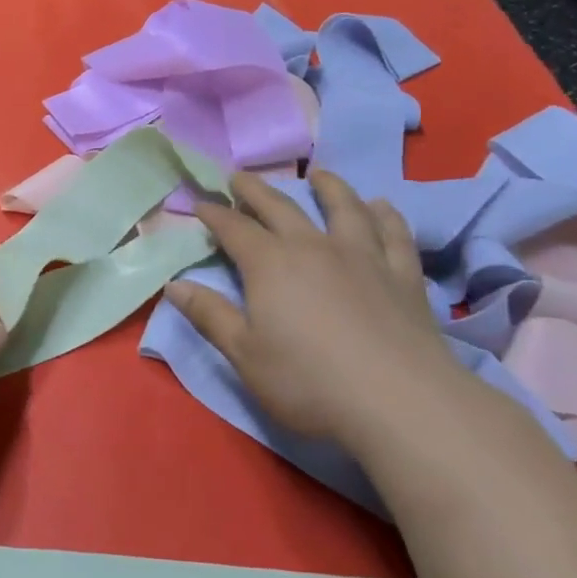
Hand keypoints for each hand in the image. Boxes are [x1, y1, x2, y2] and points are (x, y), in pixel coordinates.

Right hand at [165, 169, 472, 447]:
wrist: (401, 402)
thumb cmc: (309, 382)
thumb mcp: (245, 354)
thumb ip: (210, 315)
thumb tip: (173, 285)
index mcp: (269, 265)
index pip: (234, 229)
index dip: (214, 214)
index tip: (200, 203)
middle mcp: (313, 248)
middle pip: (280, 208)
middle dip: (256, 190)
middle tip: (241, 176)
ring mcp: (362, 257)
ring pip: (343, 209)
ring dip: (328, 187)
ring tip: (319, 174)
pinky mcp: (403, 276)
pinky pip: (393, 234)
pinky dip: (386, 216)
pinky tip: (382, 206)